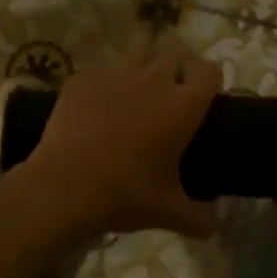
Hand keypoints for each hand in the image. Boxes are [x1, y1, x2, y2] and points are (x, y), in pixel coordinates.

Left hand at [20, 39, 221, 238]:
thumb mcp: (168, 212)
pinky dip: (107, 83)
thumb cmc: (124, 194)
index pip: (209, 71)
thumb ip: (199, 218)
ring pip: (140, 54)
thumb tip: (213, 226)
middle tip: (172, 93)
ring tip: (137, 94)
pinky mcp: (83, 78)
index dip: (210, 80)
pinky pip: (103, 70)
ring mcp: (115, 73)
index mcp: (182, 105)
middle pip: (176, 52)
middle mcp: (153, 79)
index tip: (205, 96)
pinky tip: (99, 107)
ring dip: (145, 68)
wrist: (63, 186)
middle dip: (179, 66)